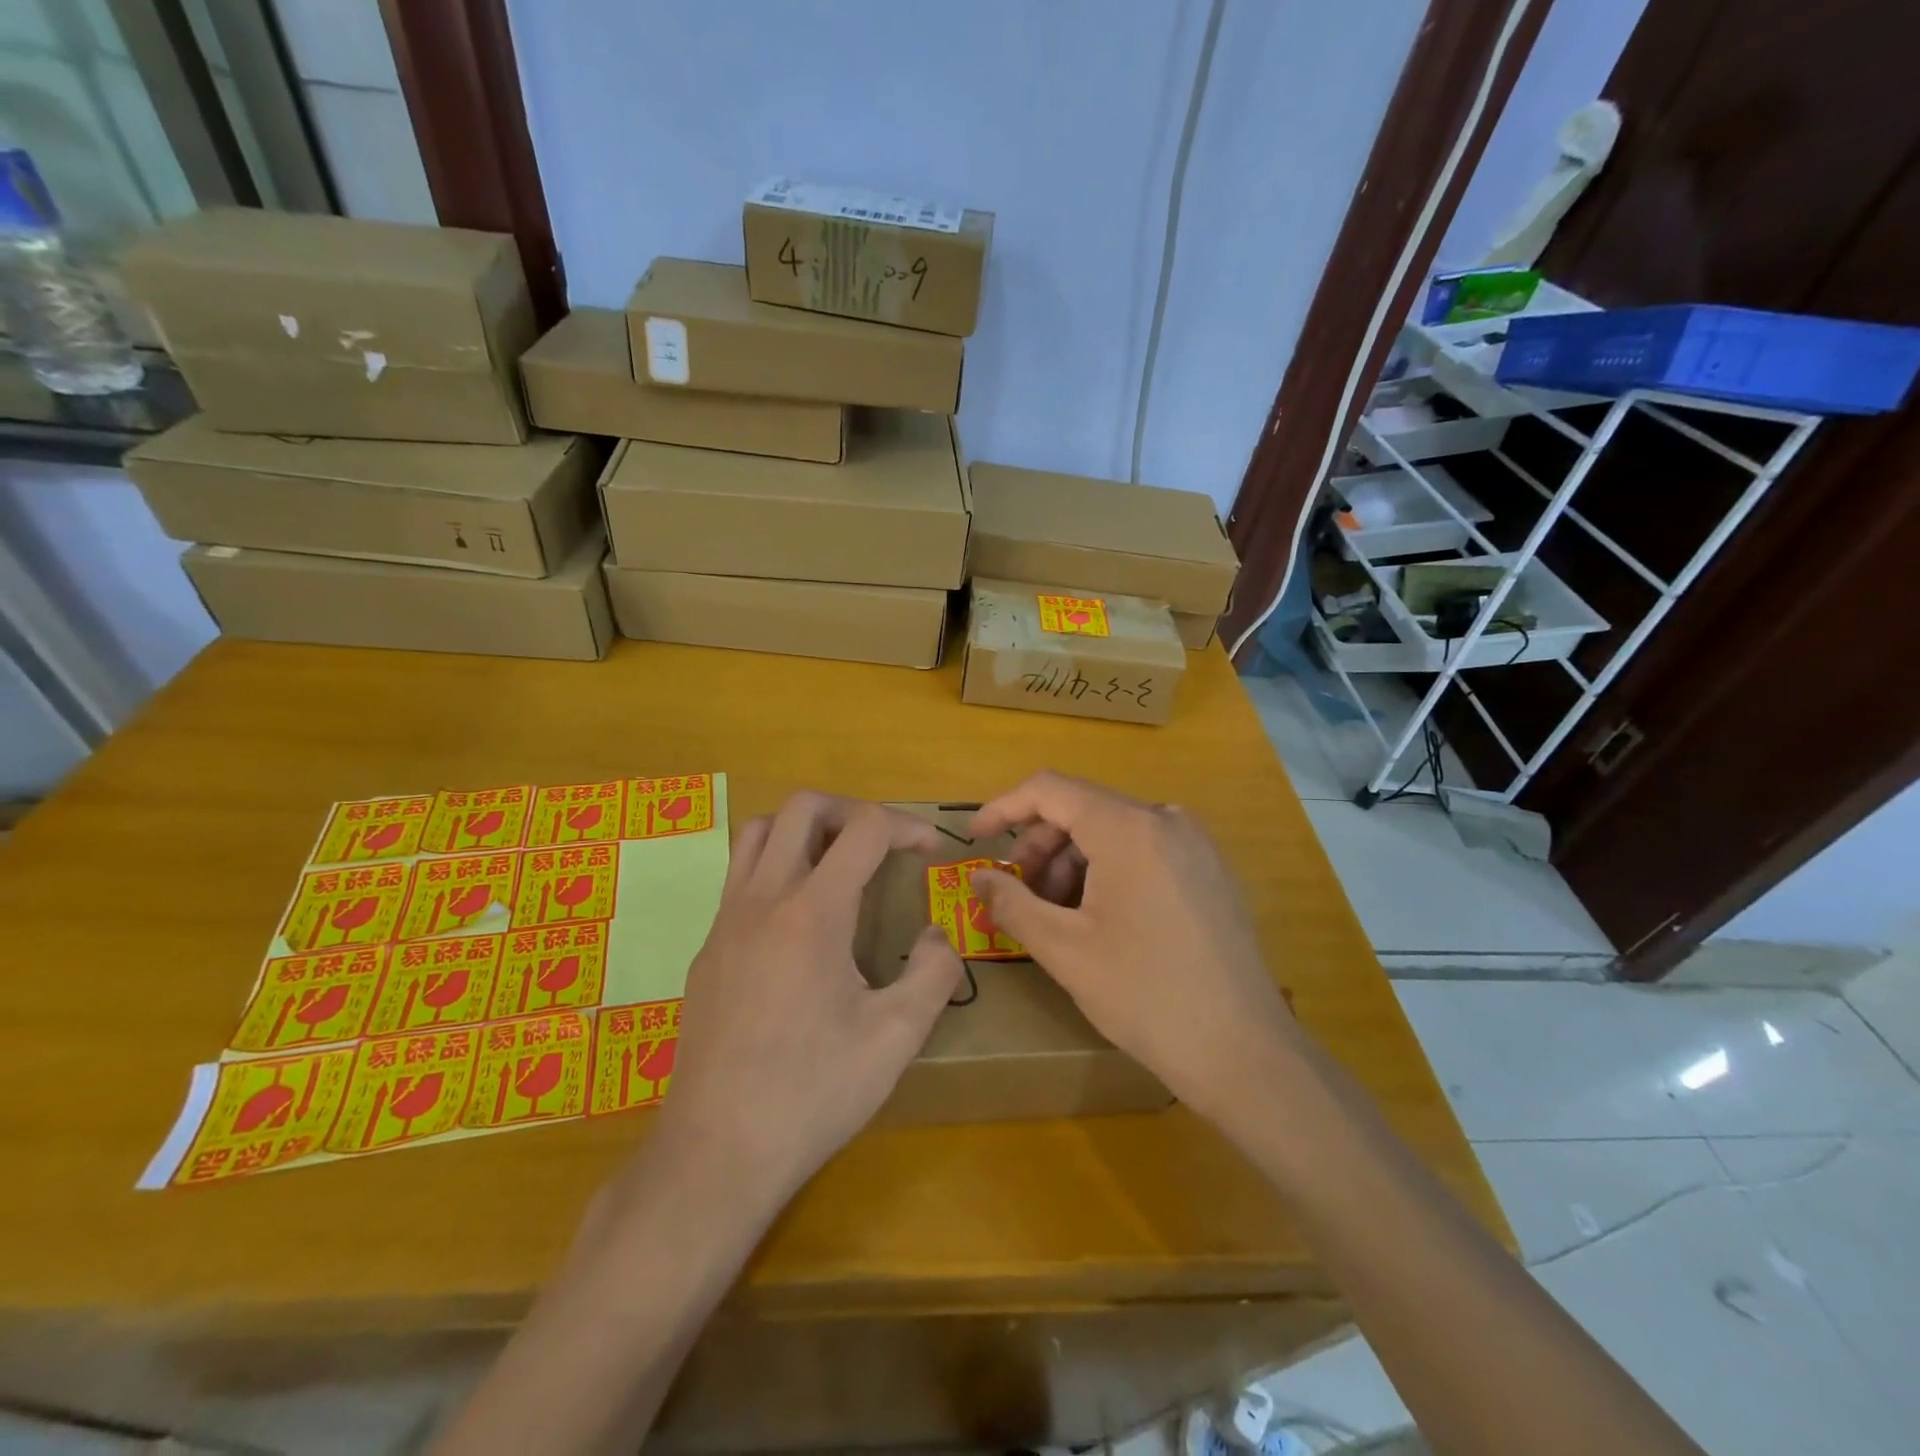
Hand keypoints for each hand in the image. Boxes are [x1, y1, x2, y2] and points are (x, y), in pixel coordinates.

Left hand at [635, 793, 962, 1217]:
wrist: (716, 1151)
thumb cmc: (813, 1092)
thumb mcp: (896, 1038)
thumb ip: (934, 973)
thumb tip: (937, 936)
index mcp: (813, 912)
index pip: (863, 828)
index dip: (906, 826)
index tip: (931, 849)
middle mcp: (763, 899)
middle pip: (802, 807)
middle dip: (851, 810)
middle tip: (881, 845)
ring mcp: (725, 921)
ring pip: (758, 831)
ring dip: (804, 829)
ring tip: (837, 864)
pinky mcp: (706, 949)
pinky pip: (739, 876)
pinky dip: (775, 866)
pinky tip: (798, 921)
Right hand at [969, 772, 1299, 1124]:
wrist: (1242, 1051)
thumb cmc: (1144, 995)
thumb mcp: (1064, 950)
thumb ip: (1011, 902)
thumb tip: (978, 877)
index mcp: (1129, 828)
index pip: (1050, 790)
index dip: (1004, 809)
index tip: (975, 840)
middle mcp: (1166, 819)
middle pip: (1082, 809)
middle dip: (1040, 846)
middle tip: (1018, 893)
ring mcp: (1194, 842)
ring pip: (1112, 830)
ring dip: (1072, 861)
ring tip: (1058, 914)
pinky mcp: (1208, 868)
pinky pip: (1143, 848)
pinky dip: (1107, 869)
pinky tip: (1099, 917)